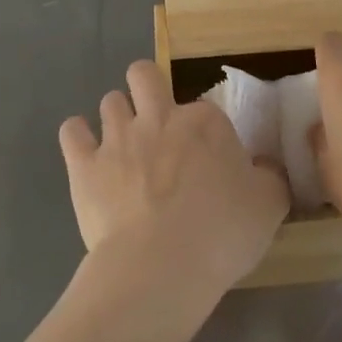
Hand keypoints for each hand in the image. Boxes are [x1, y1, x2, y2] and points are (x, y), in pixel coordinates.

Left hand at [59, 61, 290, 304]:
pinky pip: (71, 132)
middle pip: (143, 75)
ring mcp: (117, 138)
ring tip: (122, 146)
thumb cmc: (222, 233)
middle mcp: (158, 118)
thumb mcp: (270, 206)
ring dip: (116, 117)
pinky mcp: (84, 165)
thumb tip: (264, 167)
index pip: (204, 110)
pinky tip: (84, 152)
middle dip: (146, 86)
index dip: (204, 133)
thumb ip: (269, 177)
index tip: (208, 162)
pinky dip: (77, 137)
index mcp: (204, 123)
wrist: (160, 266)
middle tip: (154, 120)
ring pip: (109, 101)